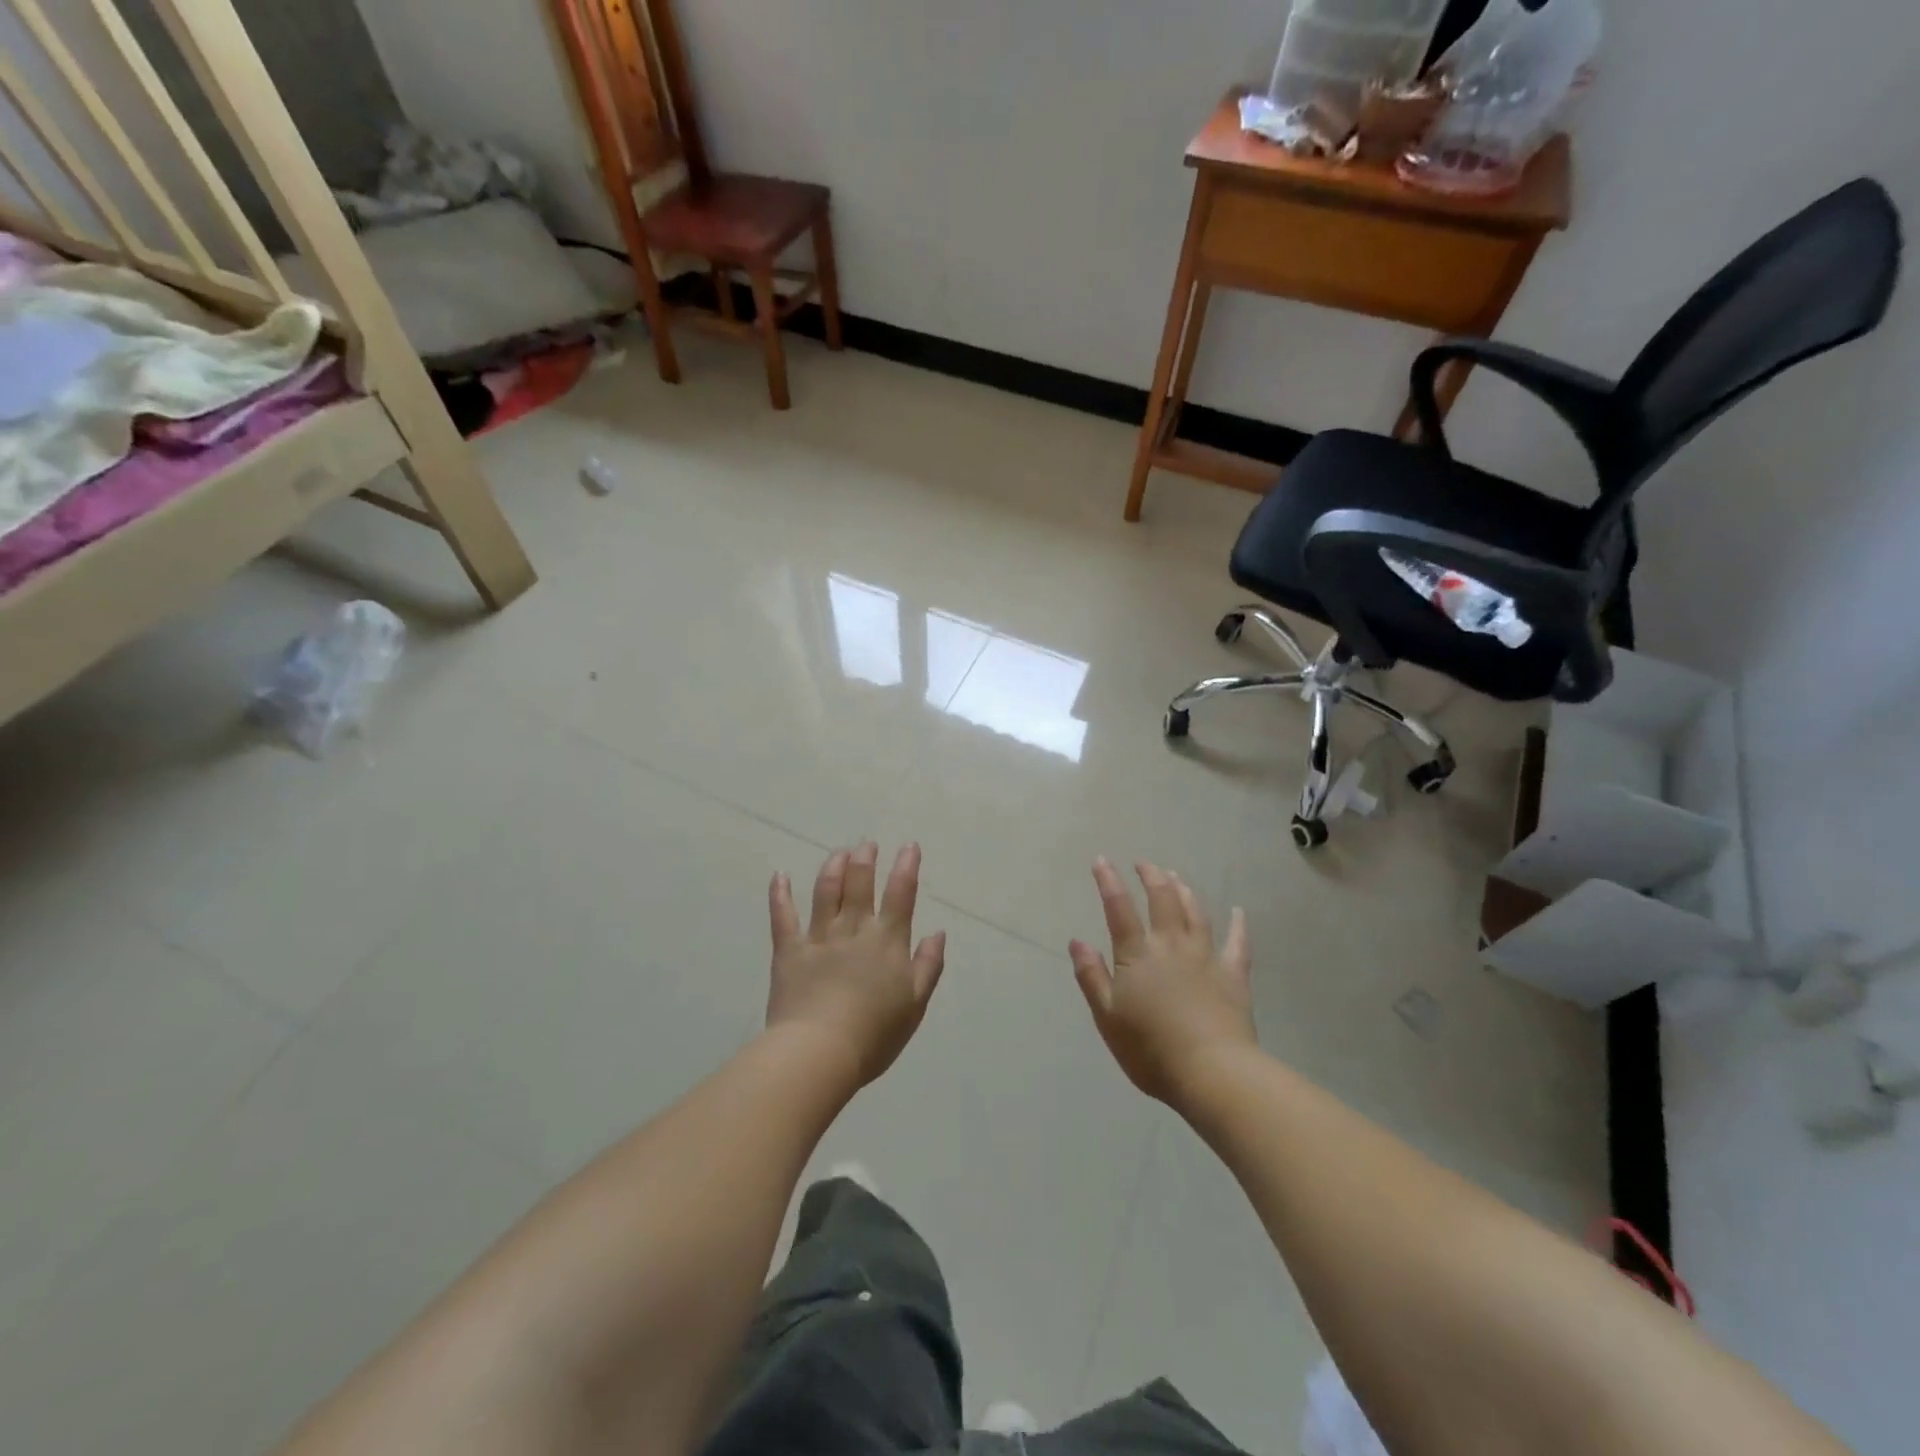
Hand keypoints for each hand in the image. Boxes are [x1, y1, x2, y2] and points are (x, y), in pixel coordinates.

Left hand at [767, 842, 946, 1087]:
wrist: (820, 1052)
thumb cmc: (875, 1034)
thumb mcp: (915, 1004)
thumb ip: (928, 965)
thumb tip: (938, 932)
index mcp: (887, 941)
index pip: (900, 895)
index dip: (906, 867)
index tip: (908, 846)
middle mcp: (854, 930)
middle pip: (860, 884)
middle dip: (865, 859)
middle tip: (866, 844)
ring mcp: (819, 937)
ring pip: (826, 892)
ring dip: (833, 867)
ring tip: (838, 852)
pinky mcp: (789, 951)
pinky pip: (783, 916)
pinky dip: (780, 894)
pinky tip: (780, 875)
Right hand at [1070, 859, 1255, 1105]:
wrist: (1212, 1072)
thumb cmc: (1150, 1049)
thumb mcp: (1107, 1017)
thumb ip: (1091, 976)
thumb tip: (1077, 941)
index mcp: (1137, 954)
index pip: (1119, 909)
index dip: (1109, 882)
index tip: (1102, 860)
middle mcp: (1171, 945)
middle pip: (1162, 900)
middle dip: (1151, 876)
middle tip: (1144, 863)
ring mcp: (1206, 957)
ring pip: (1195, 913)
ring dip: (1184, 891)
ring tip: (1176, 877)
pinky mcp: (1233, 975)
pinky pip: (1238, 943)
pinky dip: (1238, 925)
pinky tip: (1239, 912)